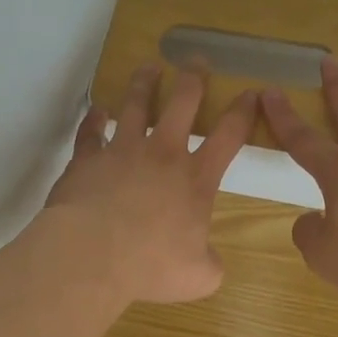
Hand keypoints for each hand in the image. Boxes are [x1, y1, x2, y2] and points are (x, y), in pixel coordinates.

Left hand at [44, 62, 256, 304]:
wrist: (92, 254)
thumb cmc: (151, 265)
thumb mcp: (198, 276)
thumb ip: (211, 264)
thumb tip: (211, 261)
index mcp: (196, 179)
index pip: (228, 135)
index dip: (243, 112)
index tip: (251, 92)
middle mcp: (161, 155)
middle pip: (182, 103)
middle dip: (193, 78)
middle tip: (196, 60)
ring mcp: (121, 151)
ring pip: (136, 105)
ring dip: (144, 84)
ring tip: (149, 67)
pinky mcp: (87, 159)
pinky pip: (90, 132)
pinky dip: (94, 119)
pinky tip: (97, 110)